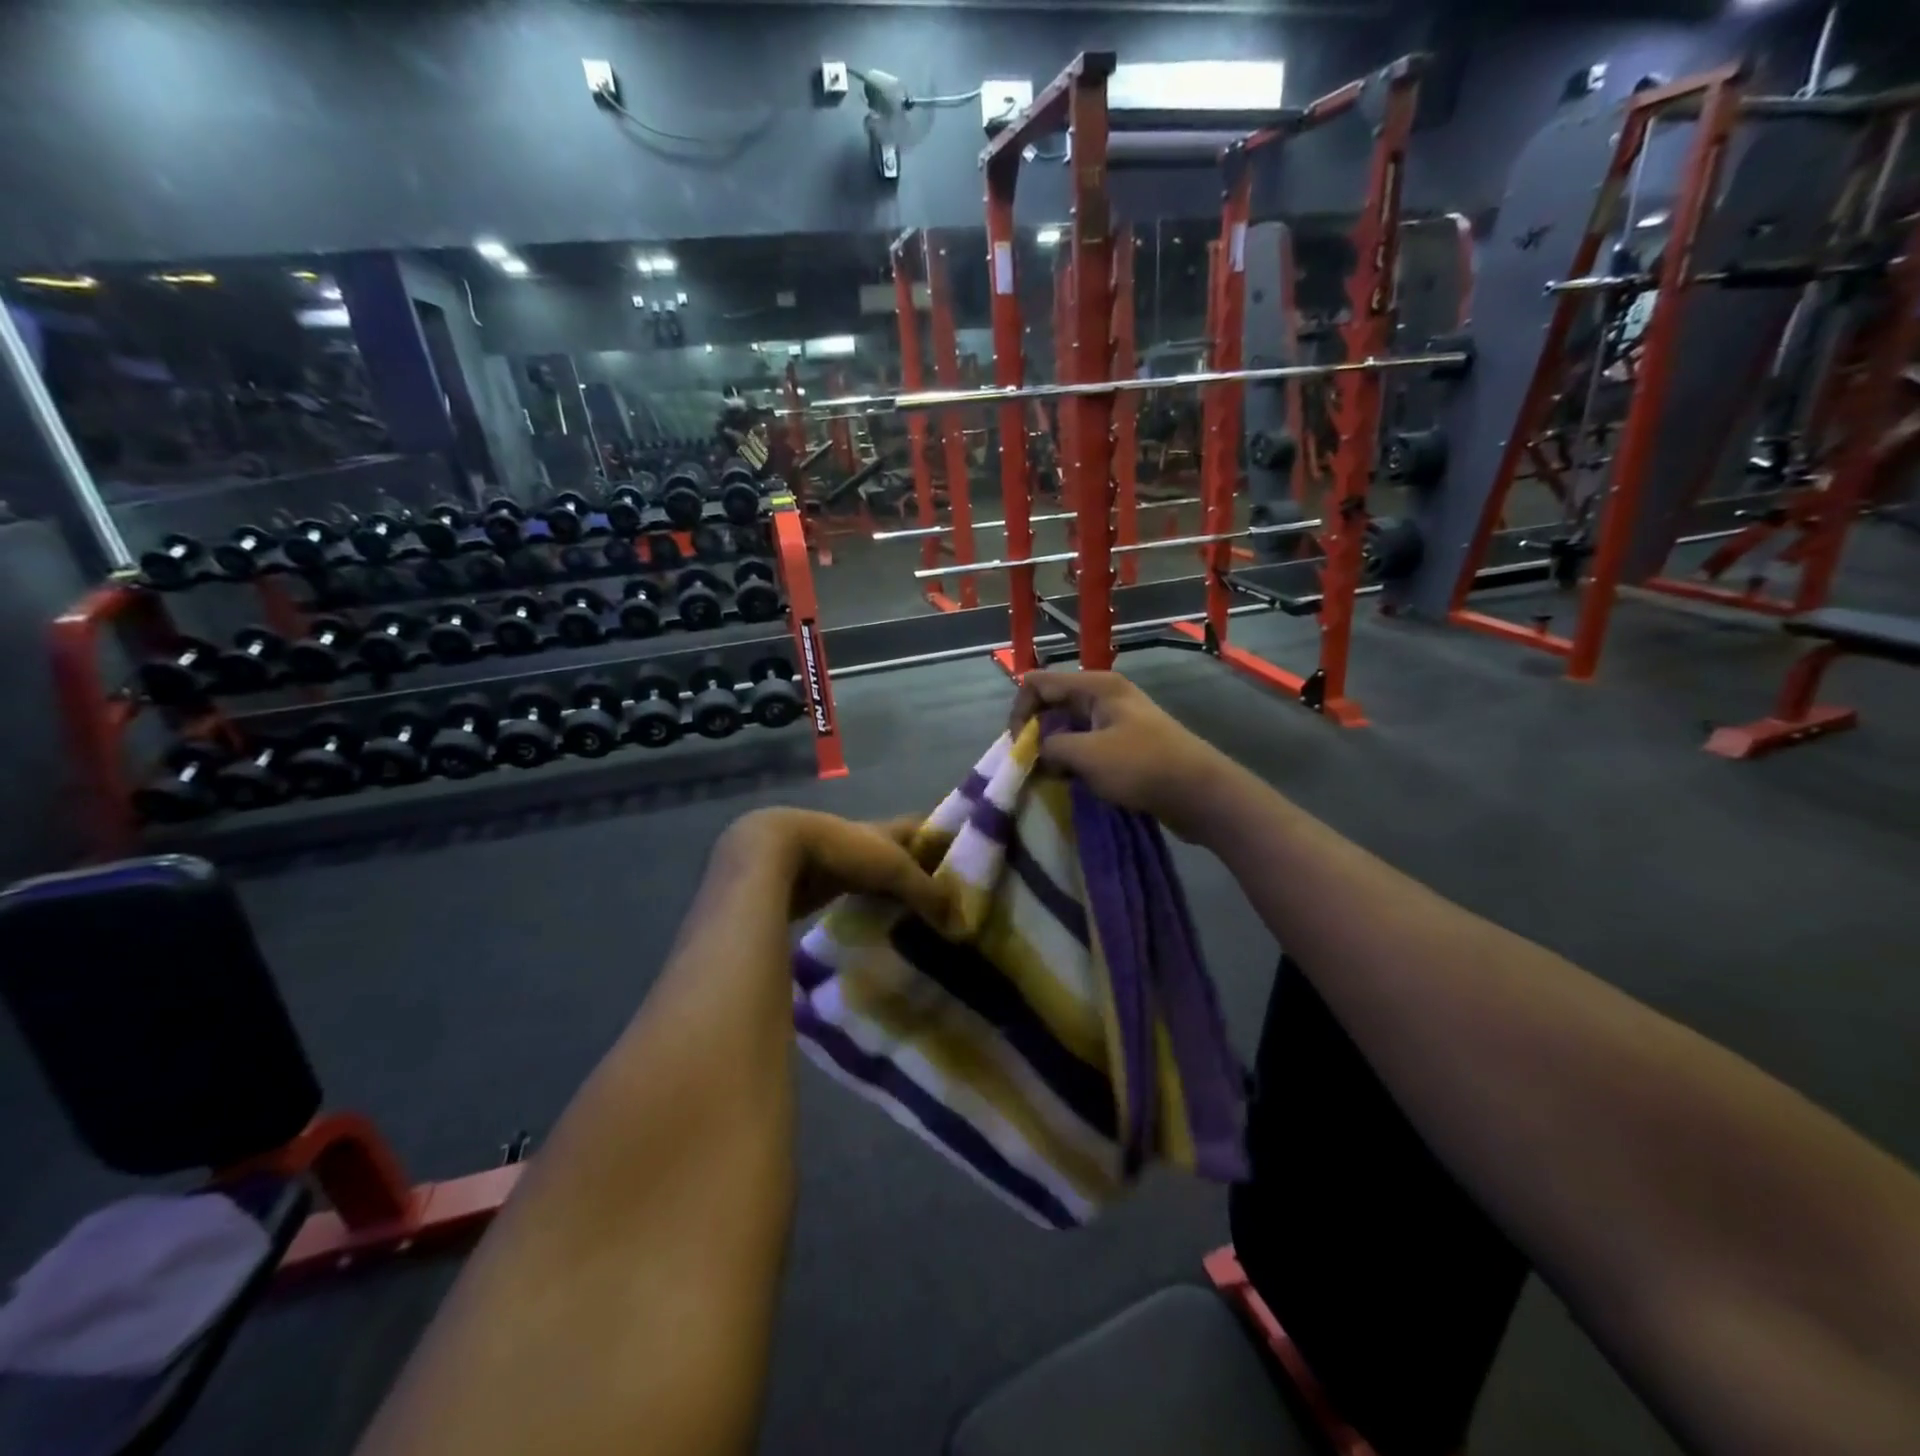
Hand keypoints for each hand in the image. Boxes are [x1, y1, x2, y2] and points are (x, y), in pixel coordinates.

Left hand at [716, 809, 949, 923]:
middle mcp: (861, 840)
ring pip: (871, 876)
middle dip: (917, 870)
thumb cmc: (841, 851)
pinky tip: (875, 925)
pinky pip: (849, 896)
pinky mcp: (815, 885)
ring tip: (914, 916)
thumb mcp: (892, 868)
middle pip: (896, 853)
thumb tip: (961, 923)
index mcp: (883, 829)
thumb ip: (926, 892)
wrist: (775, 856)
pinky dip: (864, 908)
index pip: (921, 827)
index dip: (942, 839)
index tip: (965, 858)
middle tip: (943, 897)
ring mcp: (836, 862)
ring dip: (888, 892)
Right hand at [1011, 670, 1239, 840]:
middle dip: (1035, 731)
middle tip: (1030, 764)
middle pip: (1052, 702)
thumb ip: (1051, 748)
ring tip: (1048, 775)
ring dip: (1053, 749)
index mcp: (1096, 686)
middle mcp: (1104, 695)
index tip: (1020, 747)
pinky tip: (1070, 780)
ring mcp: (1116, 720)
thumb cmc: (1142, 766)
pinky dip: (1072, 759)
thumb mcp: (1087, 755)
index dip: (1021, 712)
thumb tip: (1038, 753)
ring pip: (1068, 726)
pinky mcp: (1124, 744)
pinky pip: (1085, 744)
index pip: (1037, 683)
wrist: (1200, 793)